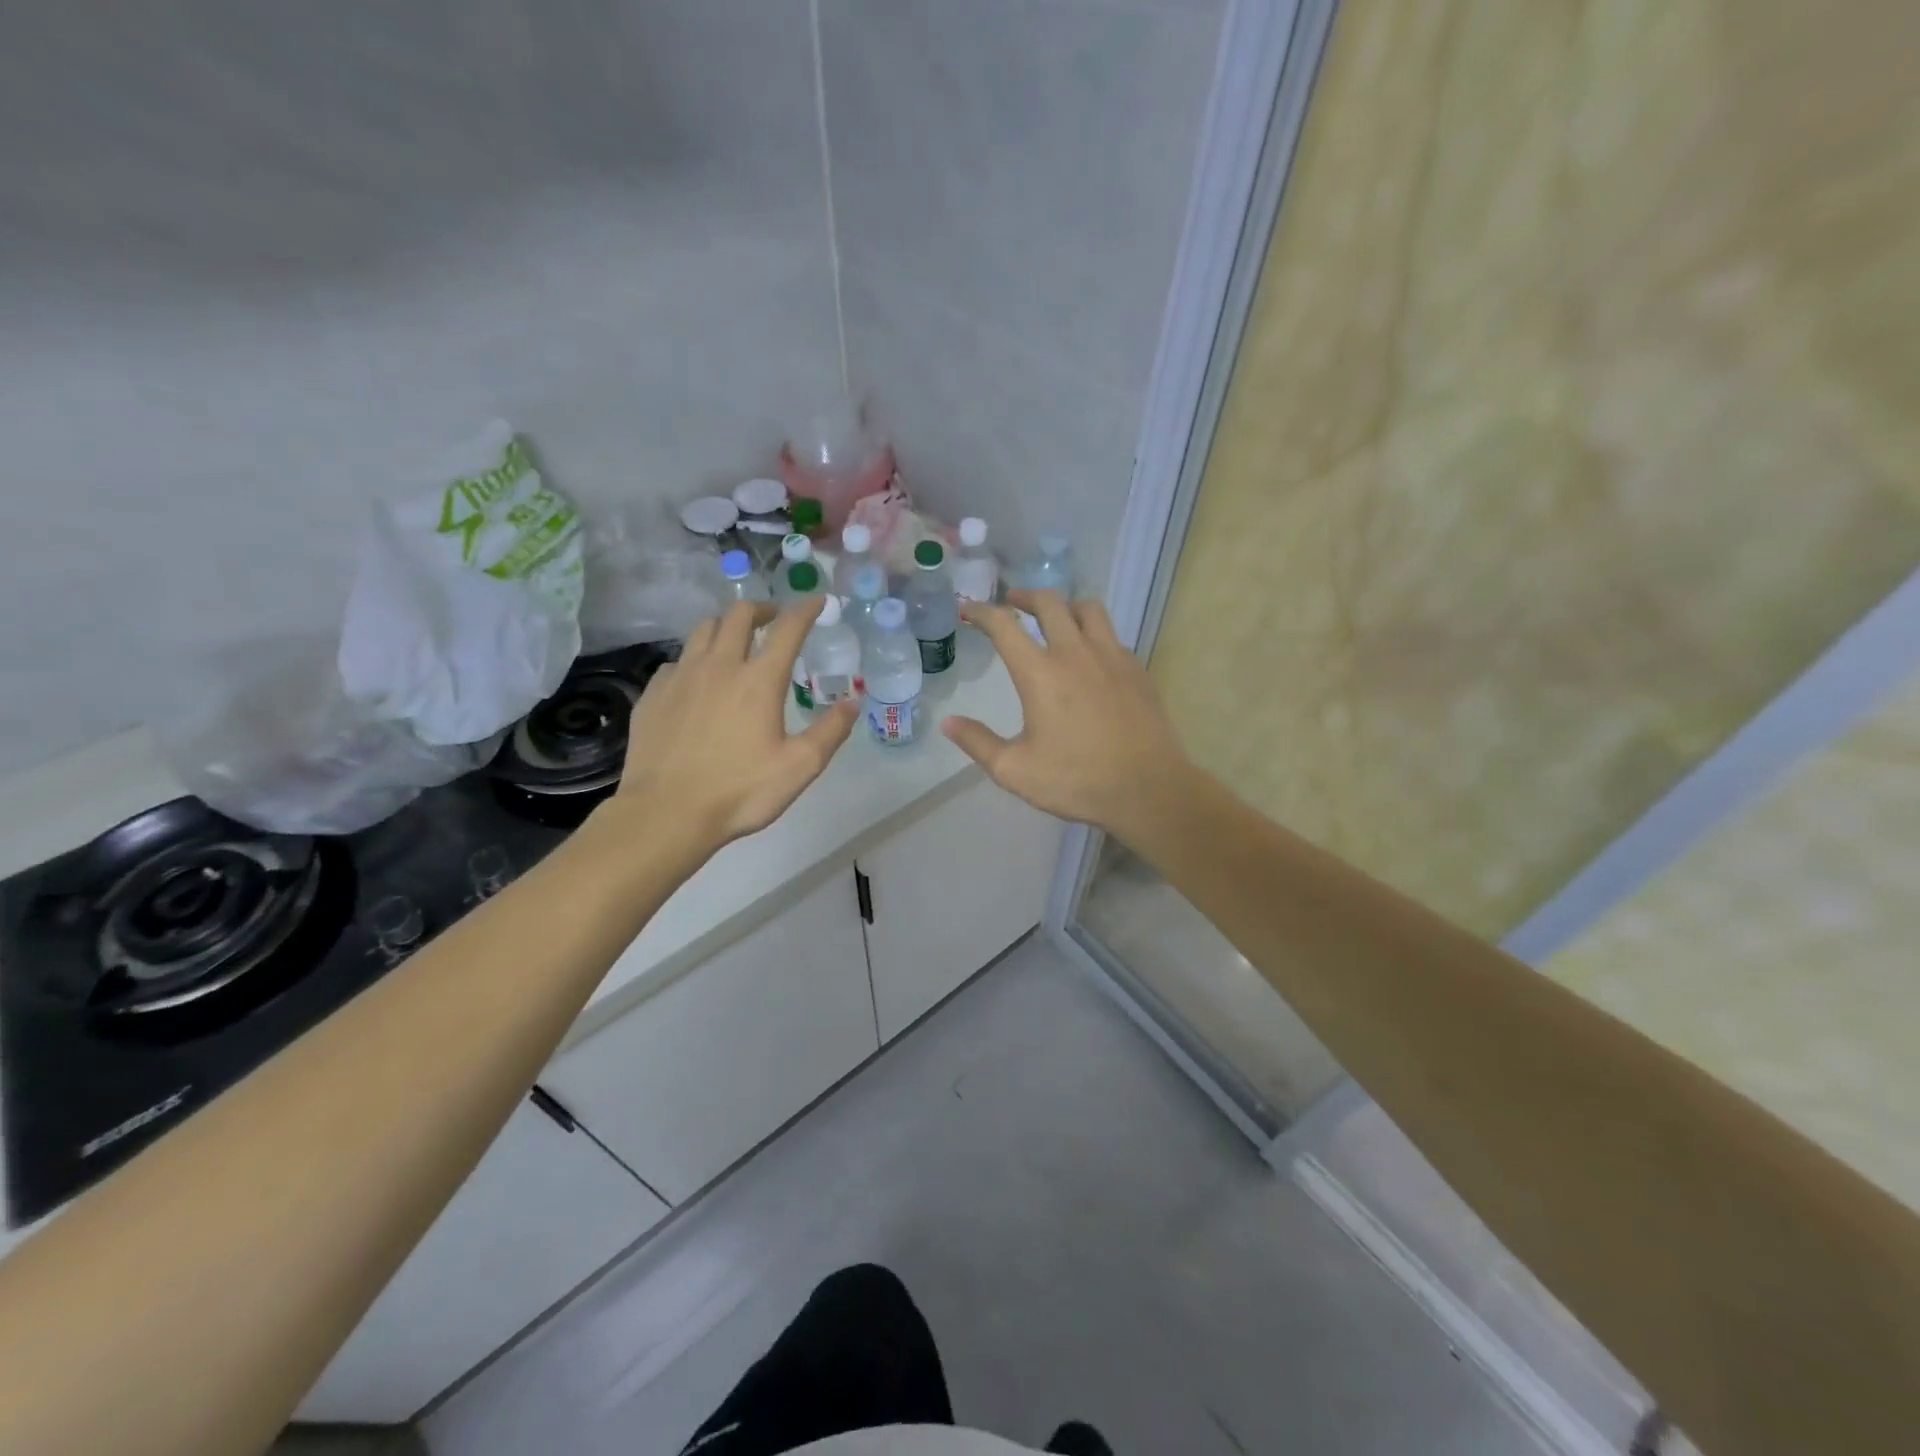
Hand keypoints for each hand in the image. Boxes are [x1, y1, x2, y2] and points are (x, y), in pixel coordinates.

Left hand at [604, 599, 857, 858]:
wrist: (666, 813)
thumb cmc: (740, 791)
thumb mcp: (800, 767)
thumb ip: (830, 731)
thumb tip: (853, 703)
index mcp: (759, 681)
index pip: (787, 630)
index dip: (805, 610)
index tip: (817, 600)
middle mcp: (719, 666)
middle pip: (738, 616)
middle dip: (761, 609)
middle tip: (773, 619)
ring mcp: (680, 677)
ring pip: (702, 630)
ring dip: (724, 626)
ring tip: (735, 640)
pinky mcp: (653, 694)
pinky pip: (676, 660)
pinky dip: (694, 658)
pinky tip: (698, 679)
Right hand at [943, 590, 1194, 837]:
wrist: (1148, 789)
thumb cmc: (1077, 781)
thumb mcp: (1015, 771)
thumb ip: (978, 743)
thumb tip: (949, 723)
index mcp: (1040, 674)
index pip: (1004, 626)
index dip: (981, 612)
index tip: (968, 608)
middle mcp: (1076, 653)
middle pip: (1049, 603)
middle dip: (1024, 596)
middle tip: (1012, 603)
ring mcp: (1112, 658)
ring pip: (1088, 609)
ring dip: (1065, 606)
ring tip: (1055, 617)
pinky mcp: (1137, 670)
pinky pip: (1112, 635)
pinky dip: (1094, 633)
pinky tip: (1090, 655)